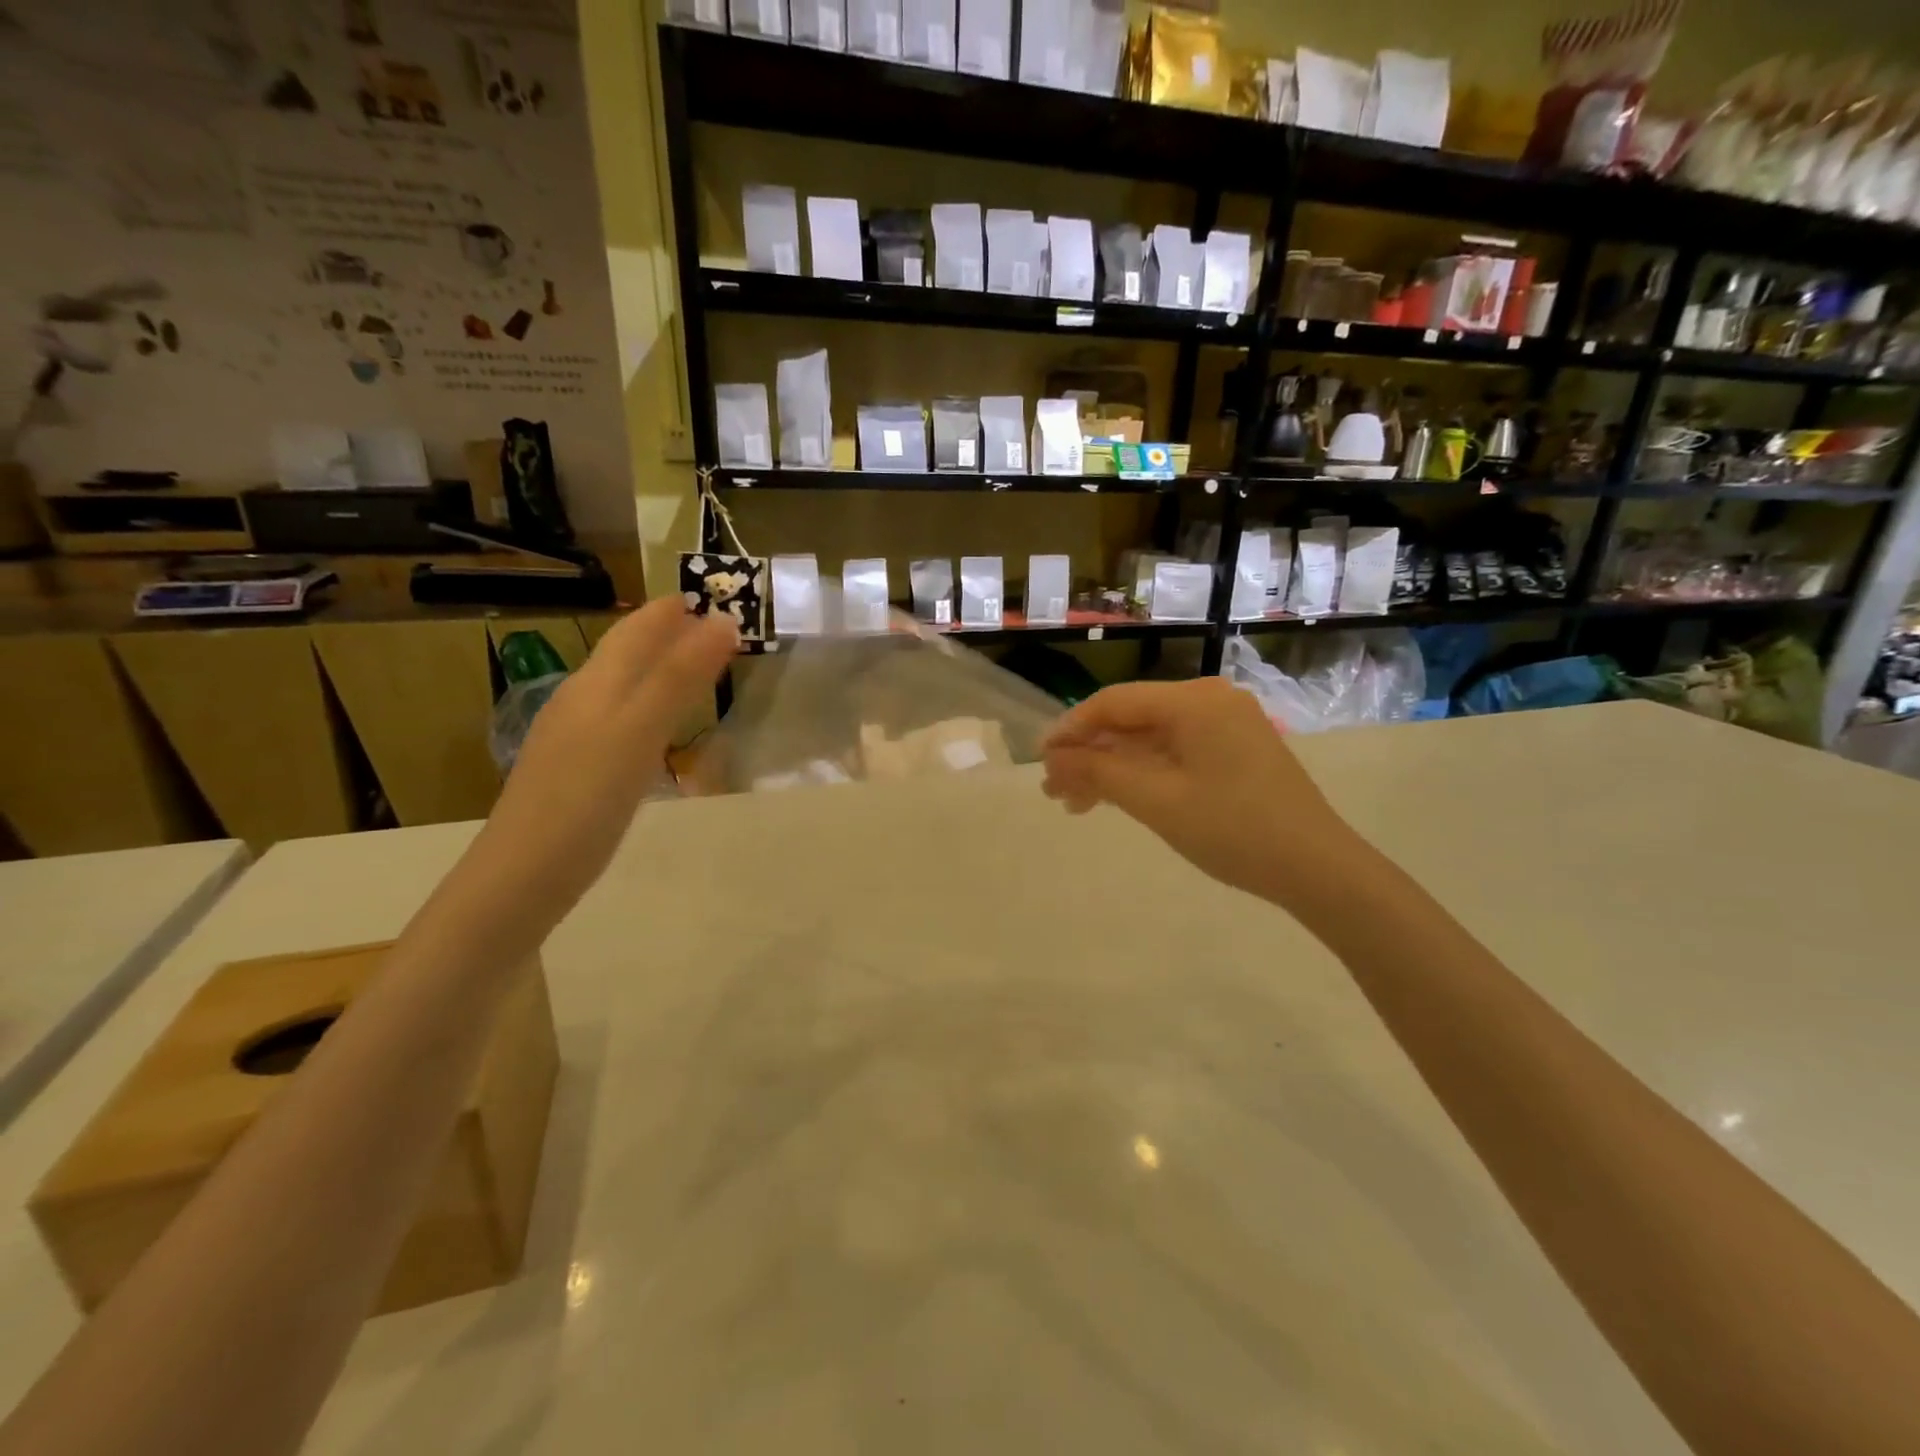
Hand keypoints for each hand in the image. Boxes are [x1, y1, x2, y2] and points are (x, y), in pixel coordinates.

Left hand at [473, 599, 736, 911]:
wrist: (523, 876)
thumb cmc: (585, 799)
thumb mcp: (638, 731)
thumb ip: (679, 677)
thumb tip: (723, 620)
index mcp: (596, 684)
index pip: (637, 629)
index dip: (672, 609)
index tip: (713, 595)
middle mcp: (582, 700)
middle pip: (627, 653)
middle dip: (668, 633)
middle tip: (712, 626)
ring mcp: (575, 736)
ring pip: (622, 686)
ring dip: (659, 668)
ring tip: (695, 666)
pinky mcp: (578, 770)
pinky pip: (621, 719)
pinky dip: (649, 705)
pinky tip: (657, 726)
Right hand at [1041, 678, 1366, 906]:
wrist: (1317, 868)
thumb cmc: (1233, 830)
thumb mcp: (1157, 800)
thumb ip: (1099, 771)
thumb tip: (1053, 757)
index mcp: (1193, 701)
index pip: (1114, 702)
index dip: (1071, 730)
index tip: (1040, 761)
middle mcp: (1209, 700)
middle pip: (1131, 720)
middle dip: (1089, 755)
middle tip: (1054, 791)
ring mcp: (1225, 724)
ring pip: (1150, 739)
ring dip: (1112, 768)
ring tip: (1077, 804)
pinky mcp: (1234, 749)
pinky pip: (1175, 752)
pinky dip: (1143, 773)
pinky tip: (1117, 798)